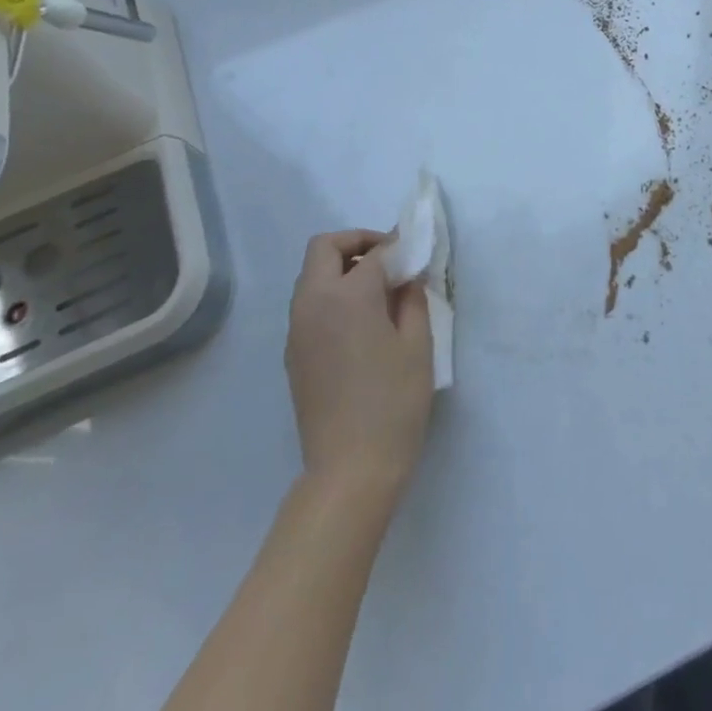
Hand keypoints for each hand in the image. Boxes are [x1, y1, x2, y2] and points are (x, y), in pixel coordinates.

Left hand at [286, 230, 433, 504]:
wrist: (350, 467)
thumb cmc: (394, 402)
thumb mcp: (417, 345)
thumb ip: (412, 299)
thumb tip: (407, 277)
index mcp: (347, 295)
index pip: (373, 253)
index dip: (397, 246)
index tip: (417, 253)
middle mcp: (313, 302)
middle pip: (325, 248)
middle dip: (357, 243)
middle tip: (390, 261)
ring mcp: (297, 328)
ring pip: (312, 275)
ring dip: (342, 269)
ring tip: (380, 293)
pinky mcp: (293, 352)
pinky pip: (309, 304)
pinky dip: (332, 295)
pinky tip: (361, 323)